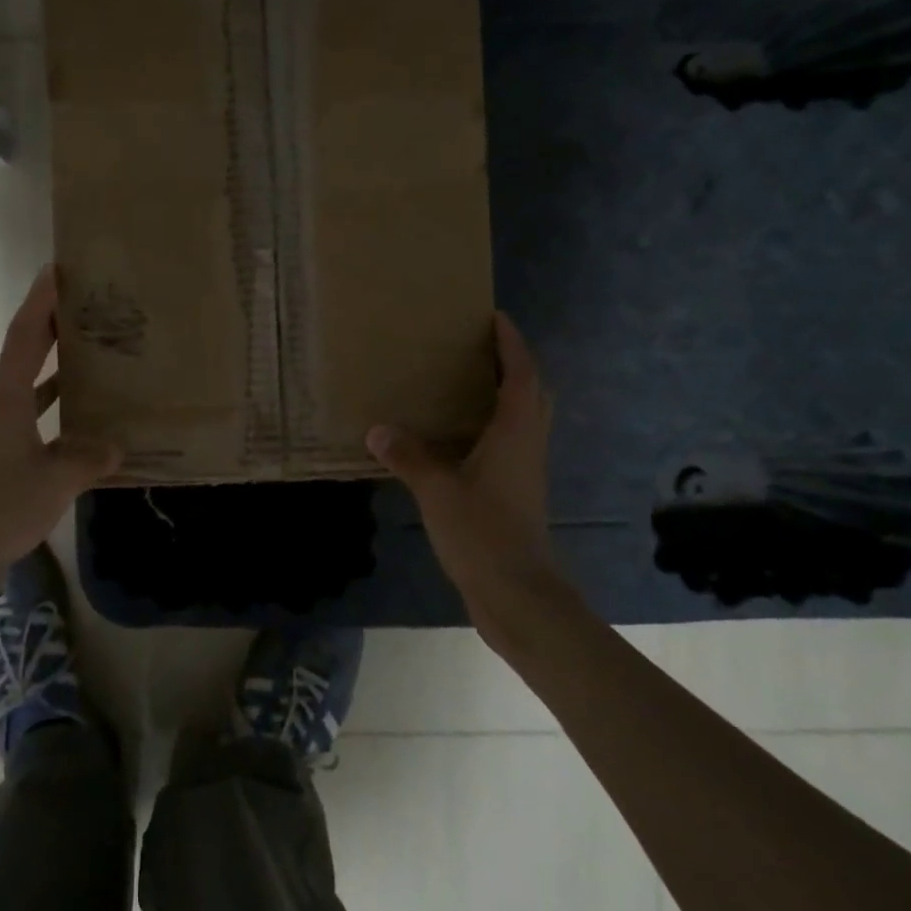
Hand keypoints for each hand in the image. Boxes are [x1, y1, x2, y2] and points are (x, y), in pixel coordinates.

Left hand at [0, 266, 121, 586]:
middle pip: (22, 356)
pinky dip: (45, 412)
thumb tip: (115, 446)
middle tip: (84, 312)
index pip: (25, 336)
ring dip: (51, 376)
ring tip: (87, 366)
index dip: (42, 301)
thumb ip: (90, 458)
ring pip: (22, 391)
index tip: (57, 270)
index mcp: (4, 399)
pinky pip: (20, 419)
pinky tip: (70, 427)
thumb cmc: (0, 506)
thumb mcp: (57, 481)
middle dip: (51, 332)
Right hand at [365, 313, 573, 653]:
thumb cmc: (484, 532)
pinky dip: (492, 428)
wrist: (518, 593)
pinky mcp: (517, 494)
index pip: (521, 374)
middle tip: (481, 349)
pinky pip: (510, 444)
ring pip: (524, 420)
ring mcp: (525, 472)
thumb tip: (377, 430)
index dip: (512, 343)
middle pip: (532, 393)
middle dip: (513, 365)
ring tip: (468, 385)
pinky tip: (459, 438)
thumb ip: (408, 457)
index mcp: (516, 433)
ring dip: (506, 395)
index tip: (496, 317)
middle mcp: (528, 445)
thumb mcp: (437, 490)